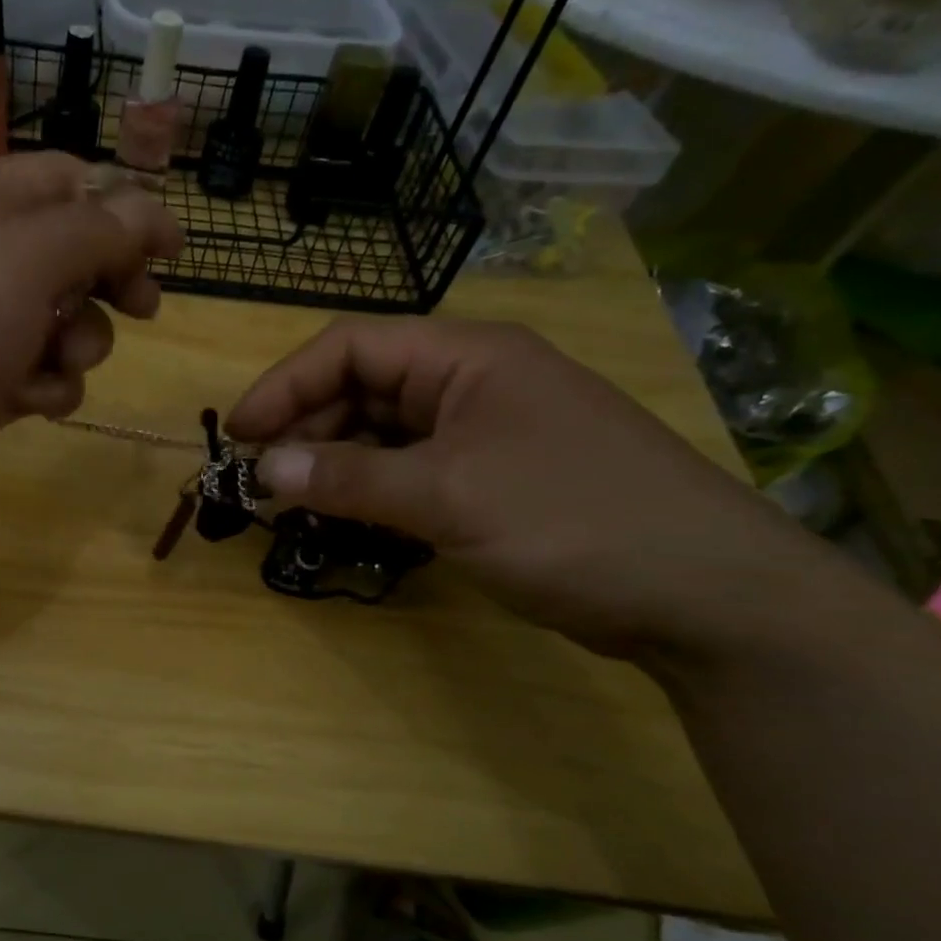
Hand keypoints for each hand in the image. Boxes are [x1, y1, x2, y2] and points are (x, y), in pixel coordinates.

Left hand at [0, 154, 182, 530]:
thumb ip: (98, 231)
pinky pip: (41, 377)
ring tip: (59, 361)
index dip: (127, 209)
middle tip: (142, 308)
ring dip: (81, 344)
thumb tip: (151, 210)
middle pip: (76, 256)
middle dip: (113, 283)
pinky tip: (29, 403)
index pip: (72, 182)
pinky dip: (47, 389)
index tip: (172, 249)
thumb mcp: (26, 260)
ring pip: (66, 324)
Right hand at [226, 318, 822, 658]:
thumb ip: (348, 479)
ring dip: (332, 464)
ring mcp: (483, 433)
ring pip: (381, 434)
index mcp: (466, 357)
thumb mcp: (447, 495)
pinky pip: (408, 472)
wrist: (703, 594)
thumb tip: (263, 469)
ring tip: (289, 503)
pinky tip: (342, 518)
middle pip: (362, 388)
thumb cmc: (571, 520)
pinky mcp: (490, 481)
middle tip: (259, 480)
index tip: (237, 434)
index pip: (351, 346)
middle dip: (304, 428)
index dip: (285, 384)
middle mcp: (471, 383)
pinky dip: (368, 491)